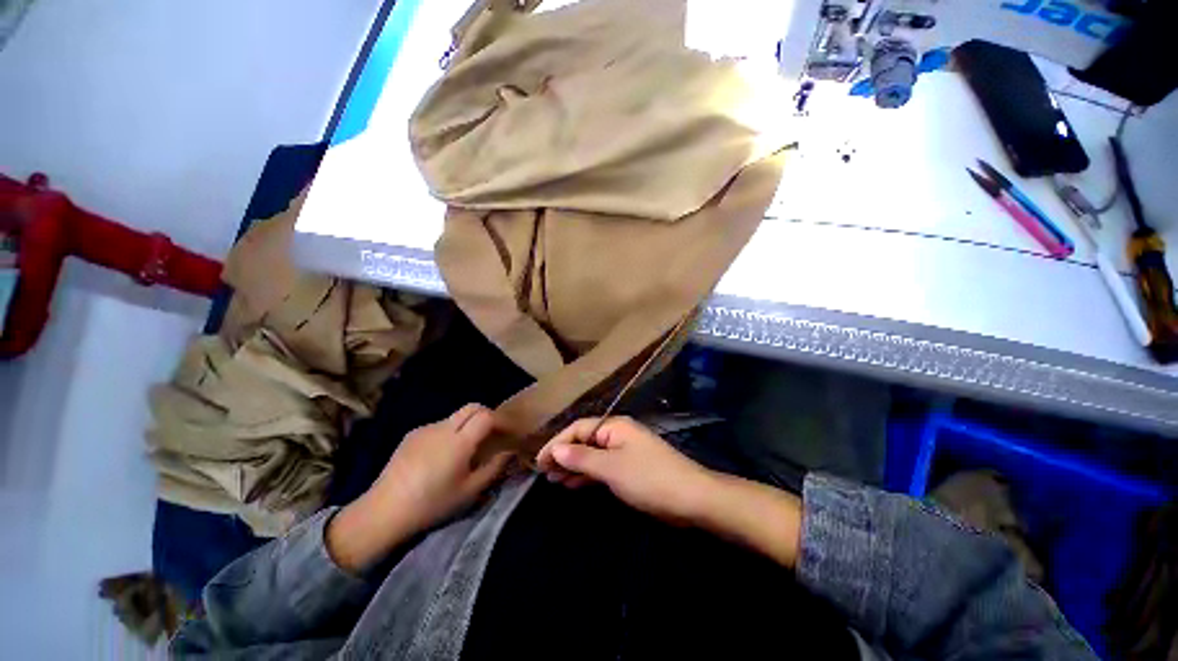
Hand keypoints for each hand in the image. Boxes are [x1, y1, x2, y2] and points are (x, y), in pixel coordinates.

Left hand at [328, 404, 511, 571]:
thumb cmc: (432, 504)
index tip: (506, 432)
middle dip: (486, 415)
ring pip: (455, 416)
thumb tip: (509, 451)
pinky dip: (449, 433)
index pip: (486, 415)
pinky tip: (440, 455)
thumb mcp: (469, 491)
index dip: (499, 420)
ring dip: (466, 425)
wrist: (383, 511)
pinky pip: (439, 426)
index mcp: (459, 442)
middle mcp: (443, 428)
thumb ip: (494, 468)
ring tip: (464, 449)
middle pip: (472, 407)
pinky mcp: (411, 434)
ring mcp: (425, 429)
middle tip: (490, 434)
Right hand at [536, 417, 716, 524]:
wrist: (690, 498)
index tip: (539, 462)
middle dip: (564, 455)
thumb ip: (582, 457)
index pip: (578, 429)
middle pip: (584, 440)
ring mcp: (625, 451)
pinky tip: (575, 484)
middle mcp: (618, 434)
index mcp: (614, 427)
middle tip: (544, 473)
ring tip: (555, 480)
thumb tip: (555, 449)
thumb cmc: (648, 478)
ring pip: (593, 455)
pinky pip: (603, 467)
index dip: (557, 443)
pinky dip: (588, 475)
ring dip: (574, 466)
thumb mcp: (611, 467)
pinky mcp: (630, 468)